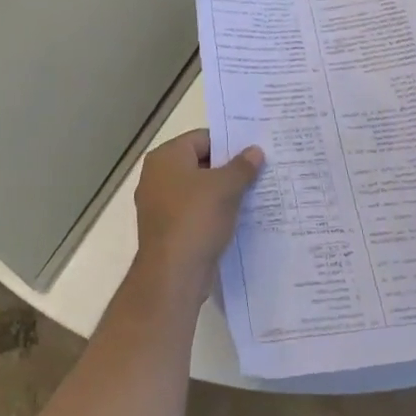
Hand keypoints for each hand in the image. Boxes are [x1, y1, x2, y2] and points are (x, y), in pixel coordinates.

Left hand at [133, 130, 263, 297]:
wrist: (172, 277)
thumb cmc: (196, 219)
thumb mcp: (226, 187)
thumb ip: (242, 166)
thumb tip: (255, 151)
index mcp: (166, 157)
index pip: (202, 138)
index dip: (229, 144)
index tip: (253, 152)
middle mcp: (157, 176)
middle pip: (200, 163)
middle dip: (228, 169)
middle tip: (258, 172)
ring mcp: (159, 205)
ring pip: (198, 190)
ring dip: (222, 193)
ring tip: (253, 194)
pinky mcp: (167, 231)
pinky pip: (194, 213)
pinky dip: (212, 214)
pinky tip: (236, 219)